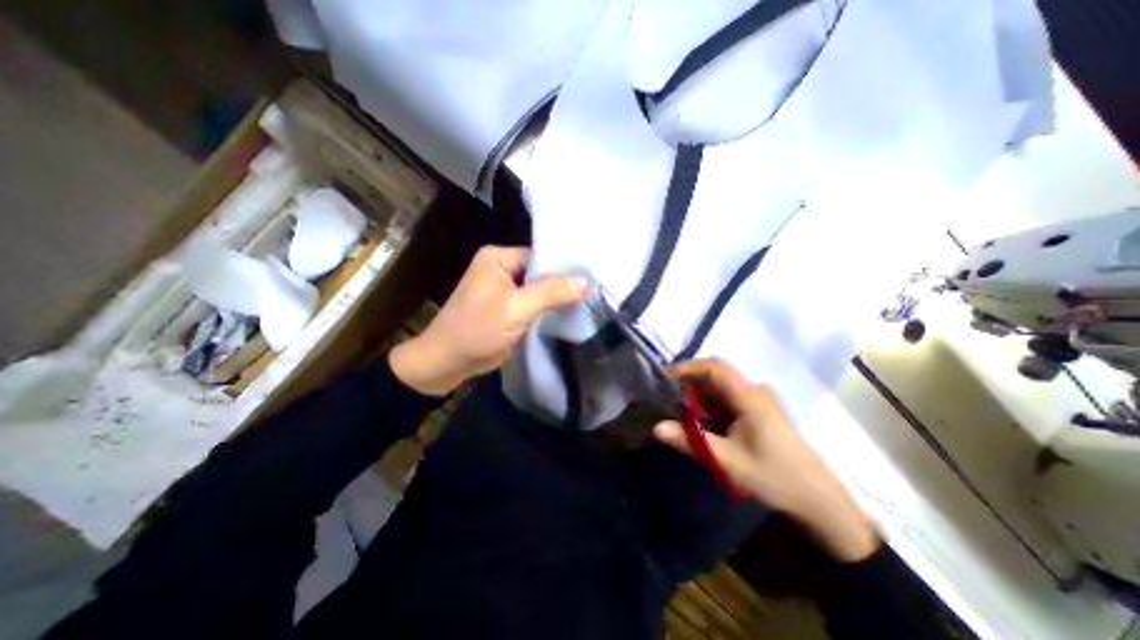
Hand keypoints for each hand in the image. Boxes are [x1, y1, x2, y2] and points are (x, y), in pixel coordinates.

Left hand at [391, 245, 588, 394]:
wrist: (447, 363)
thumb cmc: (476, 330)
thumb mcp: (515, 309)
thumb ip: (550, 292)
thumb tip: (586, 280)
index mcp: (498, 257)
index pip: (541, 255)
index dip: (566, 265)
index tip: (593, 274)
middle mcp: (502, 268)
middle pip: (542, 272)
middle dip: (565, 283)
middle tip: (596, 288)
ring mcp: (506, 289)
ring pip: (540, 289)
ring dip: (559, 297)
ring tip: (591, 299)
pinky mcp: (510, 308)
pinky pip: (535, 304)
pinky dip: (550, 309)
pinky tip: (573, 312)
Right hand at [649, 358, 880, 562]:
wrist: (817, 499)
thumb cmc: (773, 476)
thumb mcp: (727, 460)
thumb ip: (690, 441)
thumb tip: (656, 428)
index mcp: (749, 397)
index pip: (715, 367)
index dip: (688, 367)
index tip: (664, 377)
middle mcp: (753, 392)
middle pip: (715, 375)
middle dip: (688, 383)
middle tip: (665, 397)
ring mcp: (758, 401)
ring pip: (720, 387)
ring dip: (698, 395)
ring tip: (678, 411)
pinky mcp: (758, 411)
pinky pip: (727, 398)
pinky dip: (709, 405)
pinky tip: (701, 422)